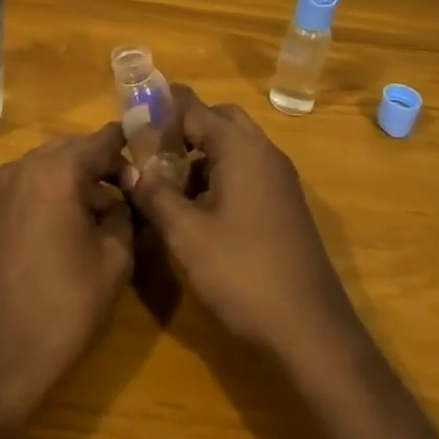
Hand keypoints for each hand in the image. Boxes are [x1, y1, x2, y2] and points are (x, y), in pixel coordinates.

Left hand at [0, 123, 133, 432]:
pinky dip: (47, 193)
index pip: (102, 139)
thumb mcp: (114, 260)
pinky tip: (64, 228)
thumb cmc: (64, 308)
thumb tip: (124, 196)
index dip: (129, 148)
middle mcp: (21, 168)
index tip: (150, 165)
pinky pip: (24, 186)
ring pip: (45, 166)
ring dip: (73, 179)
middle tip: (127, 193)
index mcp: (55, 172)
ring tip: (98, 216)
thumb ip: (124, 214)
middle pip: (70, 149)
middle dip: (100, 164)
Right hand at [126, 88, 365, 370]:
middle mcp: (264, 153)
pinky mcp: (284, 205)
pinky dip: (219, 174)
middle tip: (148, 148)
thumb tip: (129, 169)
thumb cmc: (242, 273)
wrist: (310, 331)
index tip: (129, 118)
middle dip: (183, 126)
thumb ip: (154, 194)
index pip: (195, 107)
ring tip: (164, 180)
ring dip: (201, 153)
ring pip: (234, 147)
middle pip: (219, 119)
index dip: (160, 109)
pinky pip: (247, 171)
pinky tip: (195, 207)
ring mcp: (279, 180)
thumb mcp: (186, 234)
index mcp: (241, 149)